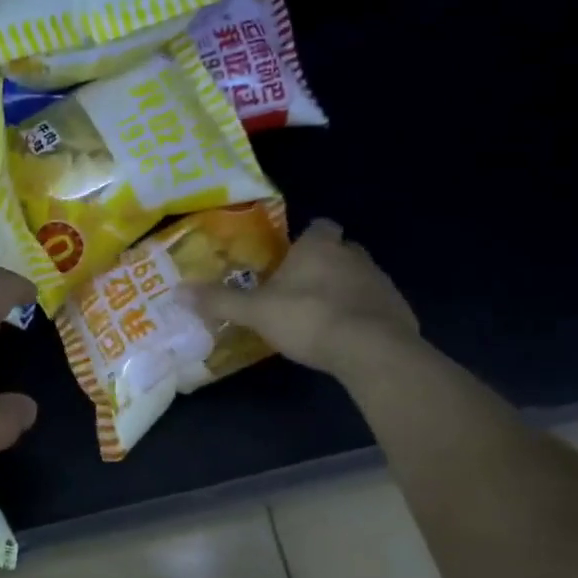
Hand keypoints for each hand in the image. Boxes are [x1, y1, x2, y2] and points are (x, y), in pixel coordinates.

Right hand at [186, 218, 419, 377]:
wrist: (372, 350)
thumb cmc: (309, 318)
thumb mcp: (256, 311)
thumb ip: (220, 301)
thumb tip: (177, 292)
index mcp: (320, 246)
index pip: (319, 226)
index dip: (307, 239)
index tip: (293, 257)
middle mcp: (354, 255)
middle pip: (341, 250)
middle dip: (326, 264)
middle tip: (303, 288)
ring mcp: (381, 281)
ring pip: (360, 277)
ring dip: (346, 290)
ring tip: (323, 316)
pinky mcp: (400, 310)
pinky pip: (377, 306)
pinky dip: (364, 316)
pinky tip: (348, 338)